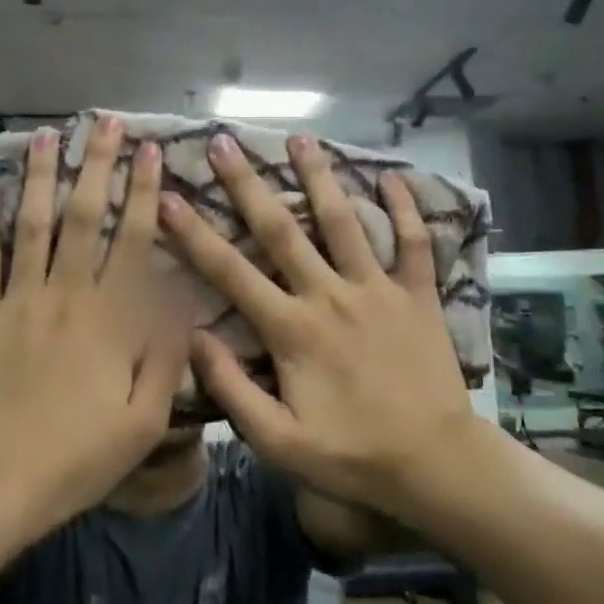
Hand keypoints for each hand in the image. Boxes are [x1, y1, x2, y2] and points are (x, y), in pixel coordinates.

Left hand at [0, 117, 187, 539]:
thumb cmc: (79, 456)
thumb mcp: (145, 420)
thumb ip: (166, 355)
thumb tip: (182, 298)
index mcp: (108, 318)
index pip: (131, 240)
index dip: (143, 192)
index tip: (150, 150)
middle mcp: (65, 294)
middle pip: (82, 216)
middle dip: (96, 164)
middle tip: (104, 122)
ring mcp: (18, 299)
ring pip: (31, 223)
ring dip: (39, 175)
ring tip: (46, 134)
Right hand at [159, 132, 479, 519]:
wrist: (436, 465)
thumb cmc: (352, 455)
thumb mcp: (279, 441)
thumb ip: (232, 389)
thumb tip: (192, 337)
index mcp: (292, 329)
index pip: (230, 272)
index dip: (194, 233)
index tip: (168, 196)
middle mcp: (330, 295)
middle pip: (282, 229)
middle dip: (248, 184)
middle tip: (226, 142)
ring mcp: (377, 289)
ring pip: (344, 221)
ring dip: (320, 176)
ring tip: (300, 137)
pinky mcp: (417, 295)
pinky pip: (413, 243)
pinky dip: (405, 208)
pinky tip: (391, 175)